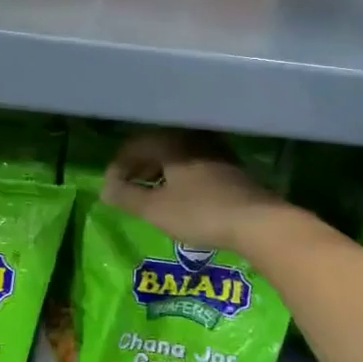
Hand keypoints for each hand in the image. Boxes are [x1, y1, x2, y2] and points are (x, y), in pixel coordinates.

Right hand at [103, 130, 287, 254]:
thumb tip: (104, 190)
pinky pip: (192, 164)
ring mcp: (214, 151)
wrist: (258, 222)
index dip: (117, 168)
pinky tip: (177, 198)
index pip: (133, 147)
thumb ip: (126, 197)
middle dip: (137, 168)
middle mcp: (191, 139)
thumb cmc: (200, 212)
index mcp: (170, 142)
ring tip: (149, 196)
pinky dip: (177, 177)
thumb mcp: (155, 209)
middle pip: (155, 148)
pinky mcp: (229, 168)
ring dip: (157, 173)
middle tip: (126, 191)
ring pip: (175, 156)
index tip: (110, 190)